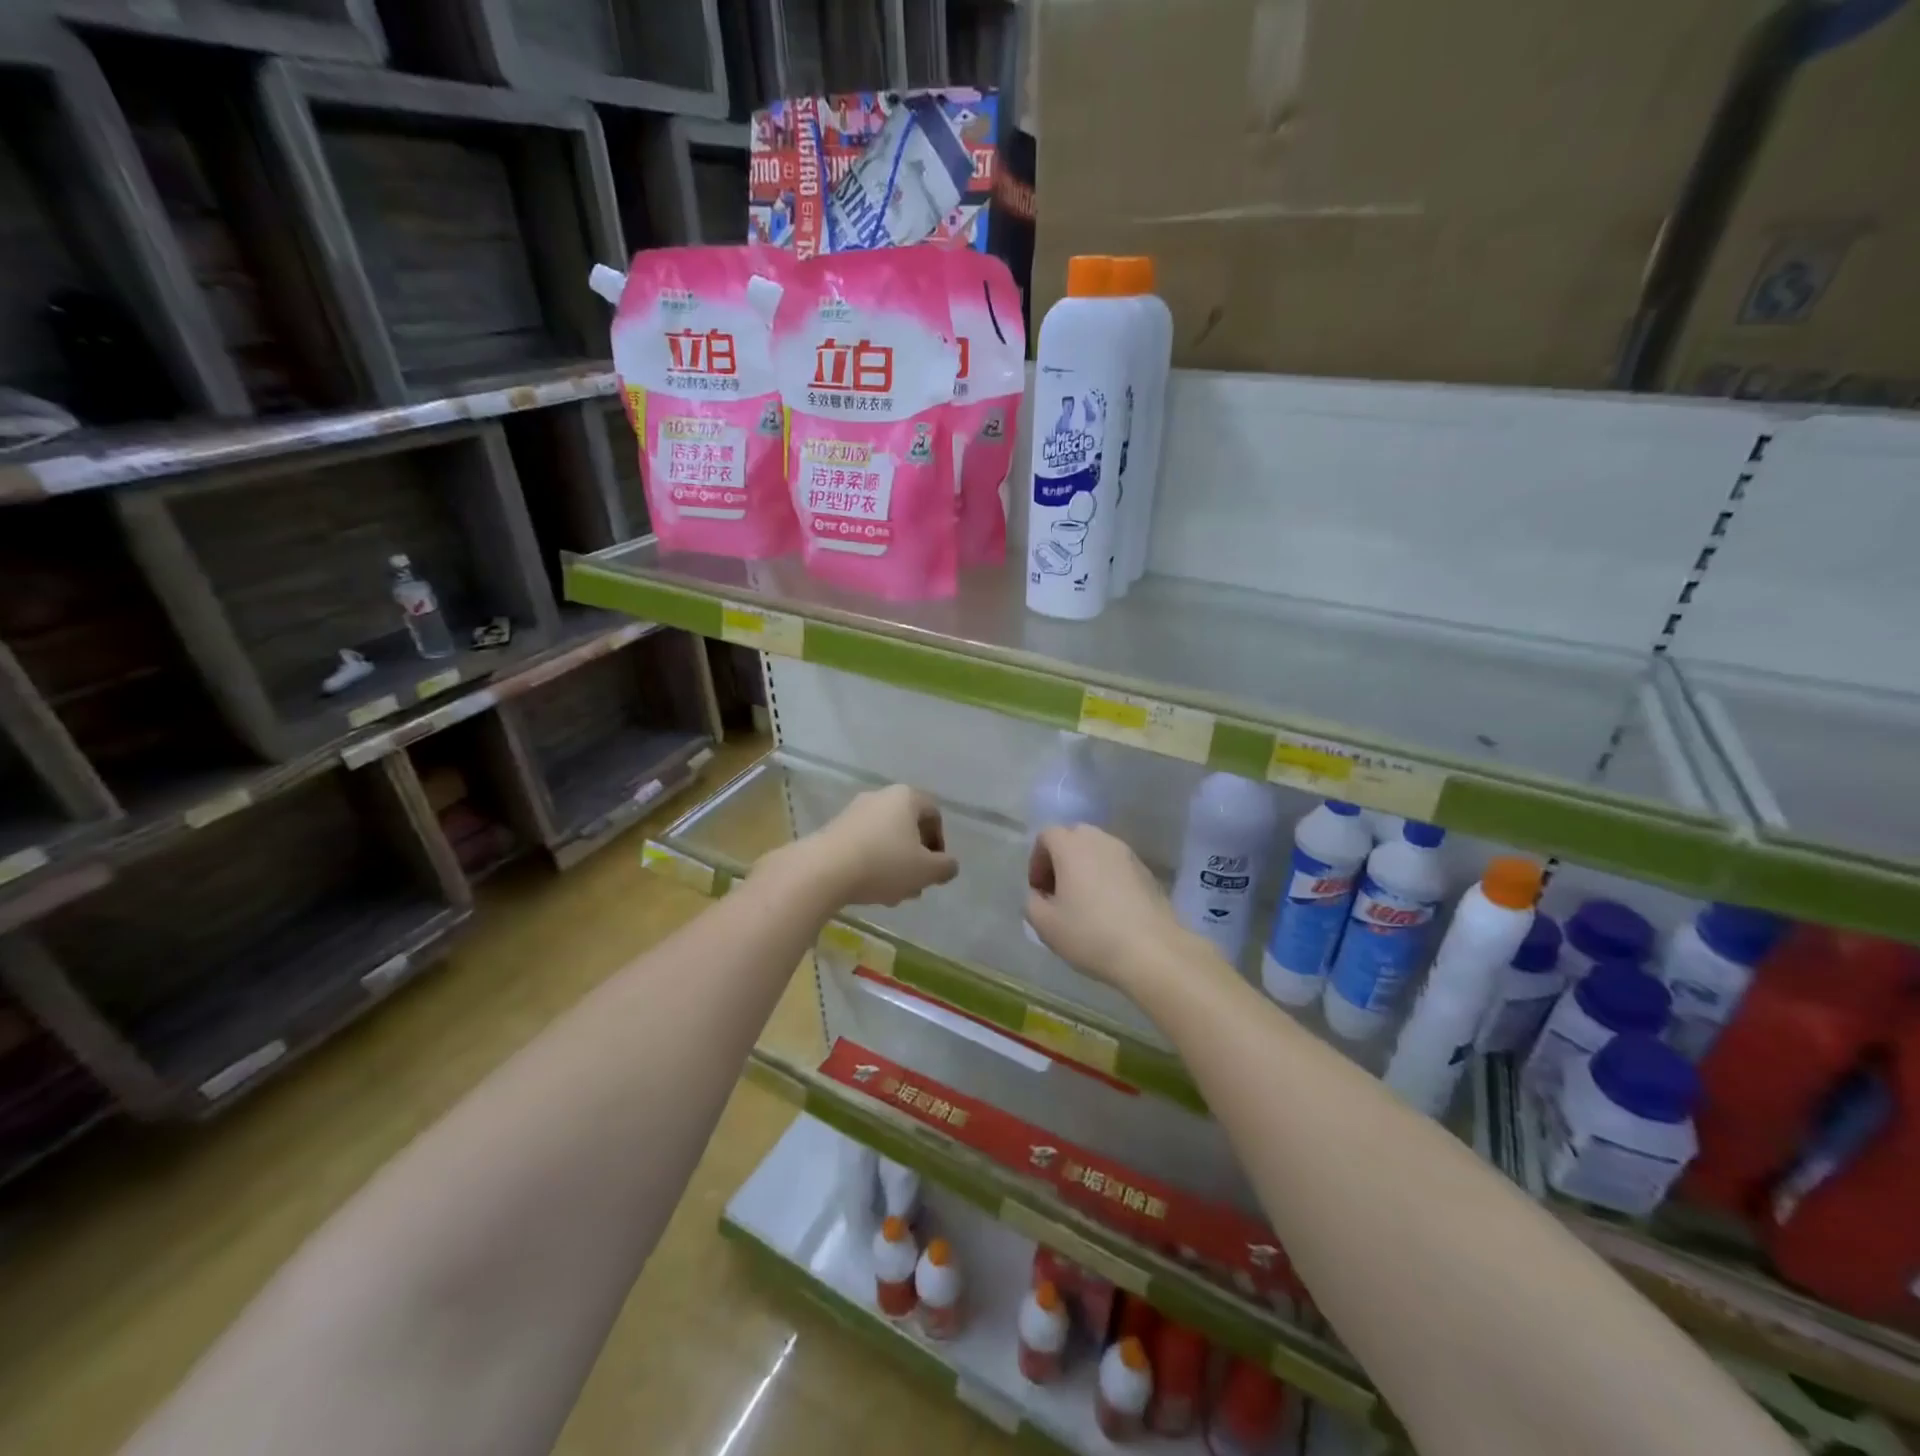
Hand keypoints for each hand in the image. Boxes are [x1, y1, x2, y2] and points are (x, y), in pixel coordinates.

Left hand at [797, 785, 958, 907]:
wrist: (823, 870)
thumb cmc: (884, 863)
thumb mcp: (925, 871)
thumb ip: (945, 867)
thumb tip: (949, 865)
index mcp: (906, 797)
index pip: (933, 814)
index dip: (939, 842)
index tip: (935, 868)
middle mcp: (880, 797)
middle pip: (907, 827)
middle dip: (915, 858)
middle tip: (915, 884)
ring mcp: (854, 812)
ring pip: (885, 839)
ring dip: (894, 865)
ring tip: (893, 895)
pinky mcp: (833, 829)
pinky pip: (862, 845)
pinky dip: (871, 864)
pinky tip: (869, 889)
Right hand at [1025, 824, 1195, 990]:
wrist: (1153, 951)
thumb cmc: (1091, 934)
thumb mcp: (1045, 925)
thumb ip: (1032, 902)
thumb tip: (1040, 895)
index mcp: (1072, 846)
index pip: (1046, 835)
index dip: (1036, 860)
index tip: (1039, 890)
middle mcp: (1100, 840)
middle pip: (1073, 837)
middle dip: (1060, 860)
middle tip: (1058, 893)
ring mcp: (1127, 854)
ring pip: (1097, 850)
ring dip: (1085, 868)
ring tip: (1084, 902)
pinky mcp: (1147, 871)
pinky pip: (1117, 865)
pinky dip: (1106, 877)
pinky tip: (1109, 909)